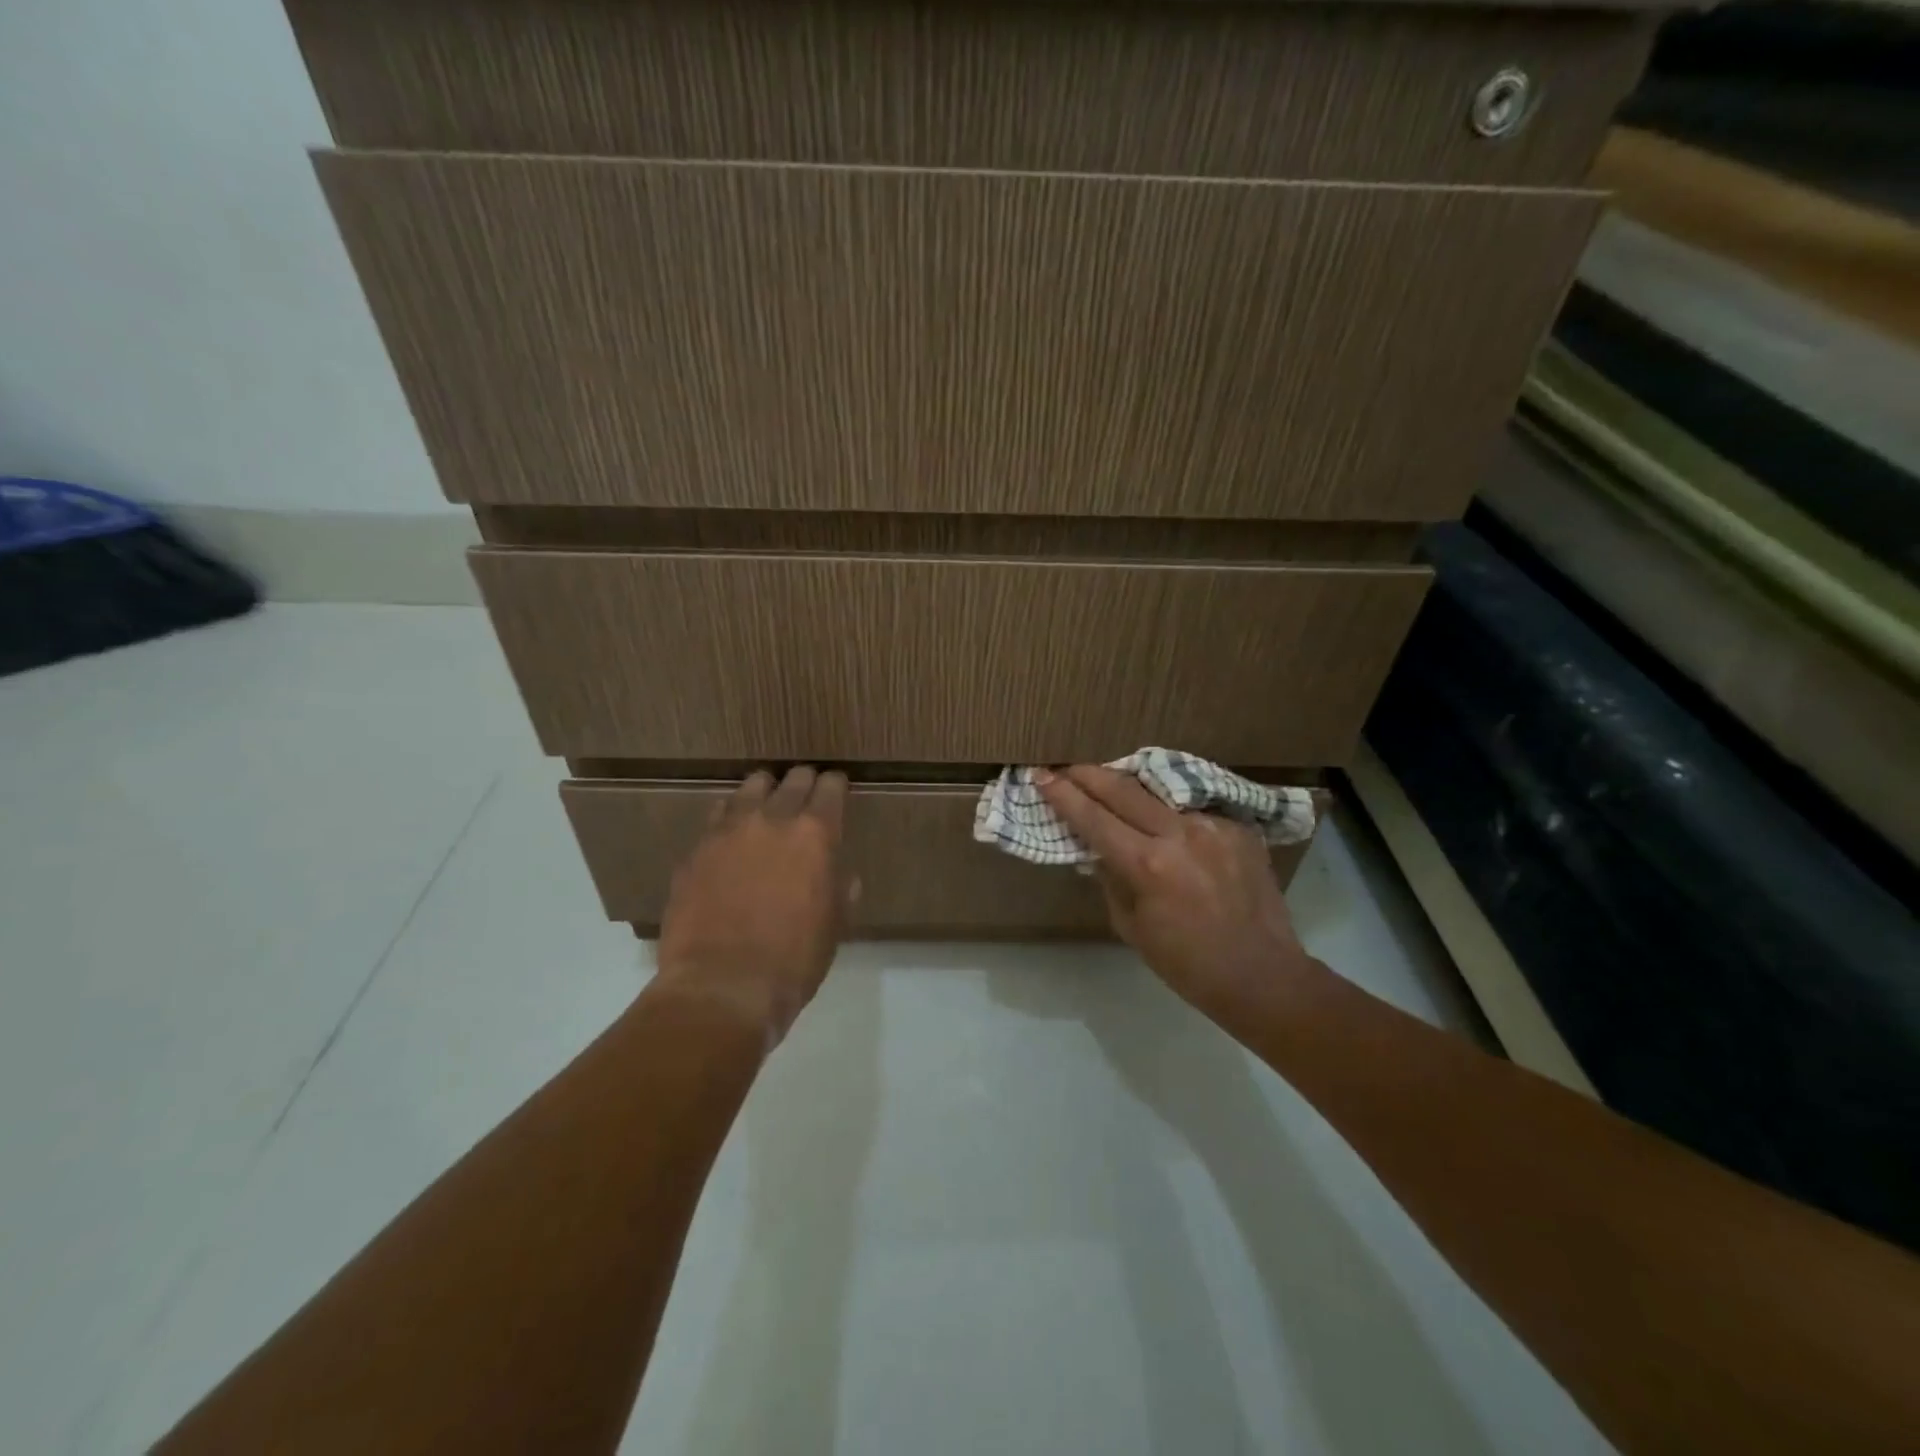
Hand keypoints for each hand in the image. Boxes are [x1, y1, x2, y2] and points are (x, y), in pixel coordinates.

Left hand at [655, 767, 851, 1040]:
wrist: (722, 987)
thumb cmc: (793, 961)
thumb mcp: (834, 925)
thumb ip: (840, 888)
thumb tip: (842, 874)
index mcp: (815, 834)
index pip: (831, 788)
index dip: (836, 786)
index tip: (837, 789)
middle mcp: (772, 819)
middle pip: (792, 779)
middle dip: (803, 783)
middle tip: (806, 796)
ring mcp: (728, 831)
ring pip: (750, 788)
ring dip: (765, 792)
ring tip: (766, 807)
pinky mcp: (696, 850)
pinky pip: (717, 816)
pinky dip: (731, 818)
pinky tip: (732, 836)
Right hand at [1035, 765, 1316, 1022]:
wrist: (1262, 975)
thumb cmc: (1187, 964)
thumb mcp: (1131, 927)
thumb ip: (1111, 879)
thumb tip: (1098, 850)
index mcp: (1148, 865)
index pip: (1093, 818)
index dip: (1063, 795)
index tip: (1041, 776)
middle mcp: (1180, 835)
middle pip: (1123, 789)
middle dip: (1089, 774)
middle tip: (1066, 768)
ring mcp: (1214, 827)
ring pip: (1160, 794)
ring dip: (1130, 789)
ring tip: (1112, 788)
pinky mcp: (1239, 829)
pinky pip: (1194, 812)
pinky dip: (1172, 816)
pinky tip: (1169, 827)